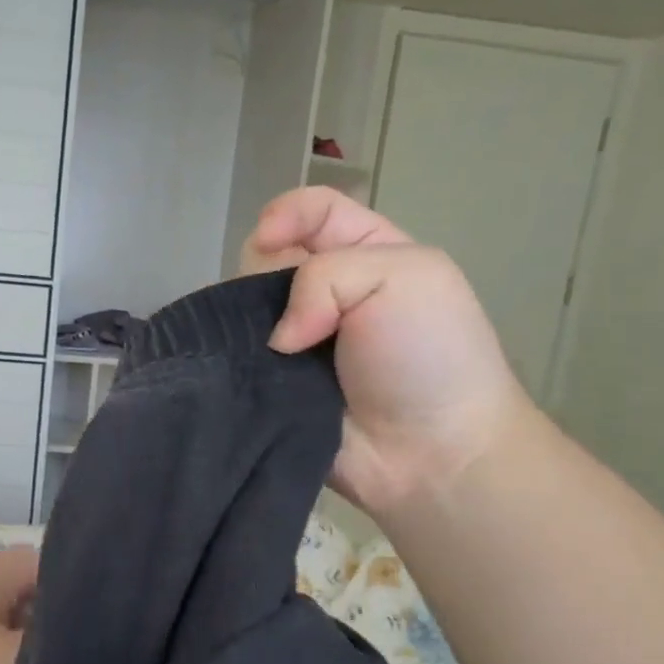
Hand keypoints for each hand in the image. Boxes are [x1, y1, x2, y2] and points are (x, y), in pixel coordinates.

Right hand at [242, 186, 536, 516]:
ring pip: (243, 314)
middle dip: (259, 273)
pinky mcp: (273, 389)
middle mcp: (326, 296)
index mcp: (366, 254)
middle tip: (277, 309)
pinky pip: (236, 366)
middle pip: (266, 261)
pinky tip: (232, 370)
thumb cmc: (430, 355)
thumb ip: (325, 275)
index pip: (312, 211)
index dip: (285, 215)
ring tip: (257, 346)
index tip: (268, 241)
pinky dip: (231, 364)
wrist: (432, 452)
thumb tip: (277, 339)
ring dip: (240, 323)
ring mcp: (296, 346)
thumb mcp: (404, 276)